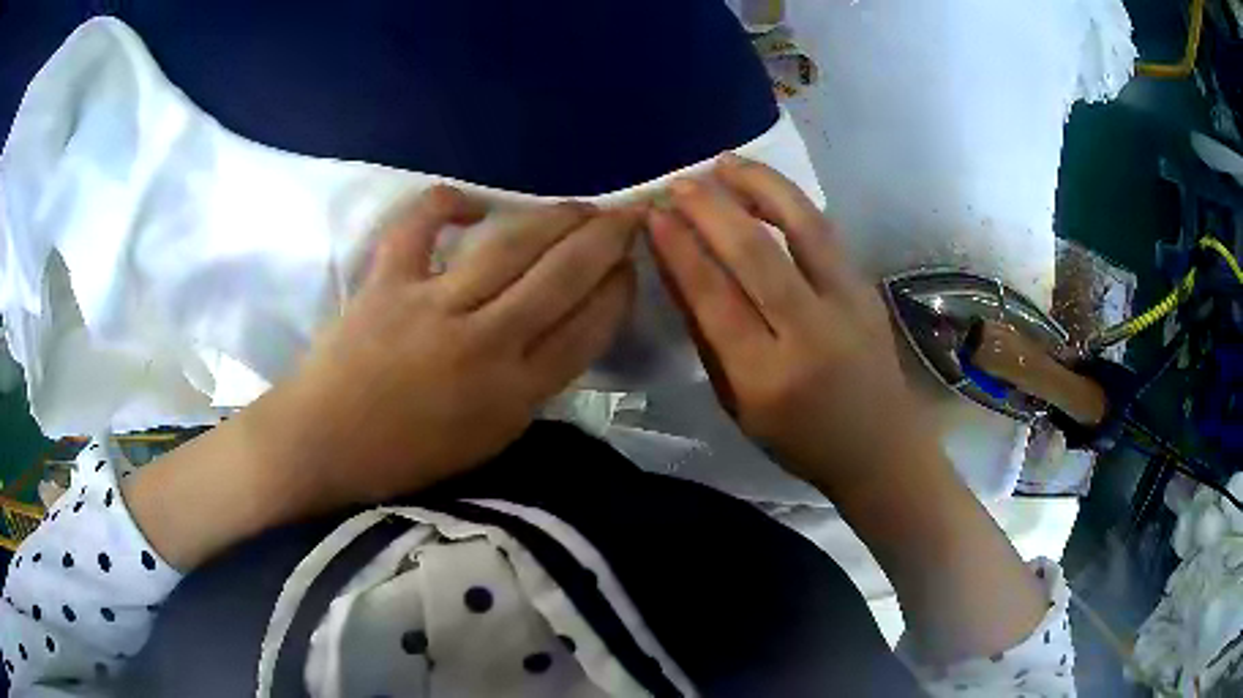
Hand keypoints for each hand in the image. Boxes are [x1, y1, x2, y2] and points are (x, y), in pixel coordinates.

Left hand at [279, 186, 637, 506]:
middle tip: (624, 217)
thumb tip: (560, 330)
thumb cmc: (407, 456)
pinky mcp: (387, 282)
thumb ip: (531, 385)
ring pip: (509, 245)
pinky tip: (470, 203)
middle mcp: (483, 344)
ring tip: (576, 207)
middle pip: (561, 277)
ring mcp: (432, 306)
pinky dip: (446, 204)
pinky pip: (420, 226)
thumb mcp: (489, 438)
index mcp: (512, 395)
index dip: (617, 291)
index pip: (587, 329)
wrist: (324, 446)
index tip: (631, 267)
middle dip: (604, 240)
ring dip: (553, 217)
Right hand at [649, 155, 936, 499]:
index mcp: (767, 378)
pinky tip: (765, 187)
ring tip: (725, 163)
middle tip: (680, 184)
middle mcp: (811, 334)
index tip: (655, 215)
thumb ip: (707, 339)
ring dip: (759, 185)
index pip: (715, 298)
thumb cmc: (800, 439)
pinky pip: (824, 233)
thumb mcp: (739, 406)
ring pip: (803, 226)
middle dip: (712, 209)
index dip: (681, 250)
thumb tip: (678, 271)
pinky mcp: (866, 288)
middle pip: (757, 253)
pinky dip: (790, 202)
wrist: (880, 447)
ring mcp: (847, 304)